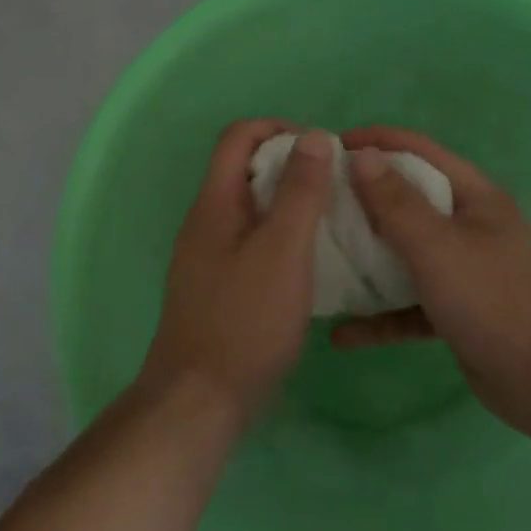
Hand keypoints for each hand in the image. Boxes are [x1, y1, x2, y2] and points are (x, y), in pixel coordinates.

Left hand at [142, 120, 335, 428]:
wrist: (198, 401)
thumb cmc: (245, 321)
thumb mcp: (283, 251)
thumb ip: (300, 192)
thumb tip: (314, 136)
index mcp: (215, 202)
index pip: (238, 136)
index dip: (279, 129)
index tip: (320, 151)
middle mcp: (205, 221)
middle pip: (244, 168)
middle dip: (289, 165)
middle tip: (333, 186)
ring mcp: (207, 255)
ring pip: (250, 207)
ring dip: (287, 202)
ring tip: (329, 220)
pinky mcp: (216, 285)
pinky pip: (250, 240)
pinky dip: (279, 235)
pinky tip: (308, 262)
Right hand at [334, 126, 530, 444]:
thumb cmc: (494, 299)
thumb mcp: (438, 246)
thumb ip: (396, 202)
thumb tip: (361, 155)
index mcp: (473, 197)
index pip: (419, 151)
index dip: (377, 141)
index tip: (331, 146)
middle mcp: (467, 226)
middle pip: (407, 200)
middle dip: (362, 199)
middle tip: (315, 202)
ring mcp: (462, 270)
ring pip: (404, 253)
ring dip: (366, 259)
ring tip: (320, 257)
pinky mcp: (455, 312)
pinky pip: (408, 305)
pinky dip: (379, 317)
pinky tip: (342, 334)